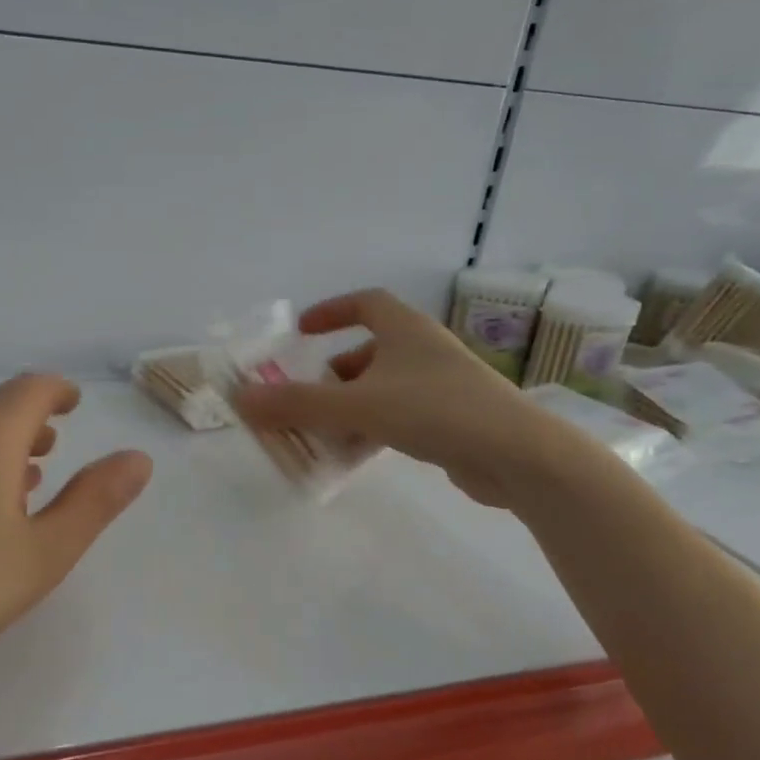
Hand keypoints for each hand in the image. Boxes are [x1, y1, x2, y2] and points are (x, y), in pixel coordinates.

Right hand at [233, 289, 597, 507]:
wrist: (519, 457)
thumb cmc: (436, 412)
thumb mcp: (358, 406)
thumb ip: (297, 404)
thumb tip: (240, 400)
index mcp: (406, 330)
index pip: (365, 303)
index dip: (331, 311)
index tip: (302, 331)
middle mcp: (424, 351)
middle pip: (370, 351)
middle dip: (333, 373)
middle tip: (305, 395)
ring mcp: (442, 387)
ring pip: (384, 388)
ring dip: (350, 406)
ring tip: (321, 432)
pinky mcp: (452, 422)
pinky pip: (400, 417)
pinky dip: (373, 429)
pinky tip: (355, 455)